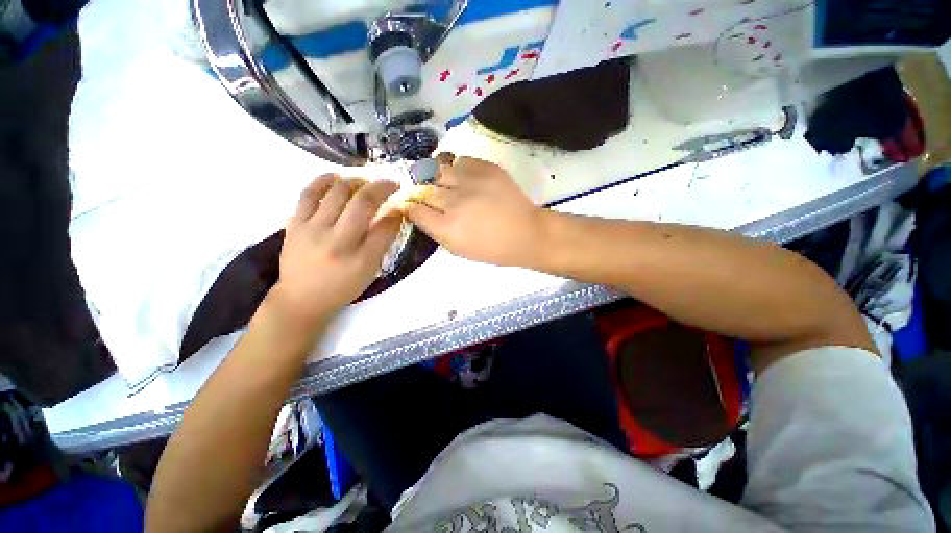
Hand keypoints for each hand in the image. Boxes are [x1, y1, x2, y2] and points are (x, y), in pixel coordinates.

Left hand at [269, 175, 401, 328]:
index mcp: (359, 257)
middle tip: (389, 184)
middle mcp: (336, 239)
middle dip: (380, 187)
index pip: (383, 224)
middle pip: (361, 202)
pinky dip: (323, 181)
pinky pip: (308, 195)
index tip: (401, 199)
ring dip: (356, 181)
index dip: (395, 209)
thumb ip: (383, 241)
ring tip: (366, 181)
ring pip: (336, 193)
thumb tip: (395, 214)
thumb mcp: (369, 270)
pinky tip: (335, 176)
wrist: (301, 299)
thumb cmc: (342, 287)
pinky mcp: (295, 224)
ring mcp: (312, 229)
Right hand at [404, 155, 546, 266]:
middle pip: (424, 189)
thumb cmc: (492, 249)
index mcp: (447, 228)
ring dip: (438, 178)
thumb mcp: (459, 249)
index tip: (411, 206)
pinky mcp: (486, 168)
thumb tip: (420, 213)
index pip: (414, 210)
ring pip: (439, 170)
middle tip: (429, 196)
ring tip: (447, 185)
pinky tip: (465, 179)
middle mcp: (454, 202)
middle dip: (422, 193)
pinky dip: (458, 169)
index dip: (409, 206)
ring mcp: (470, 182)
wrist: (526, 233)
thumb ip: (435, 231)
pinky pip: (460, 161)